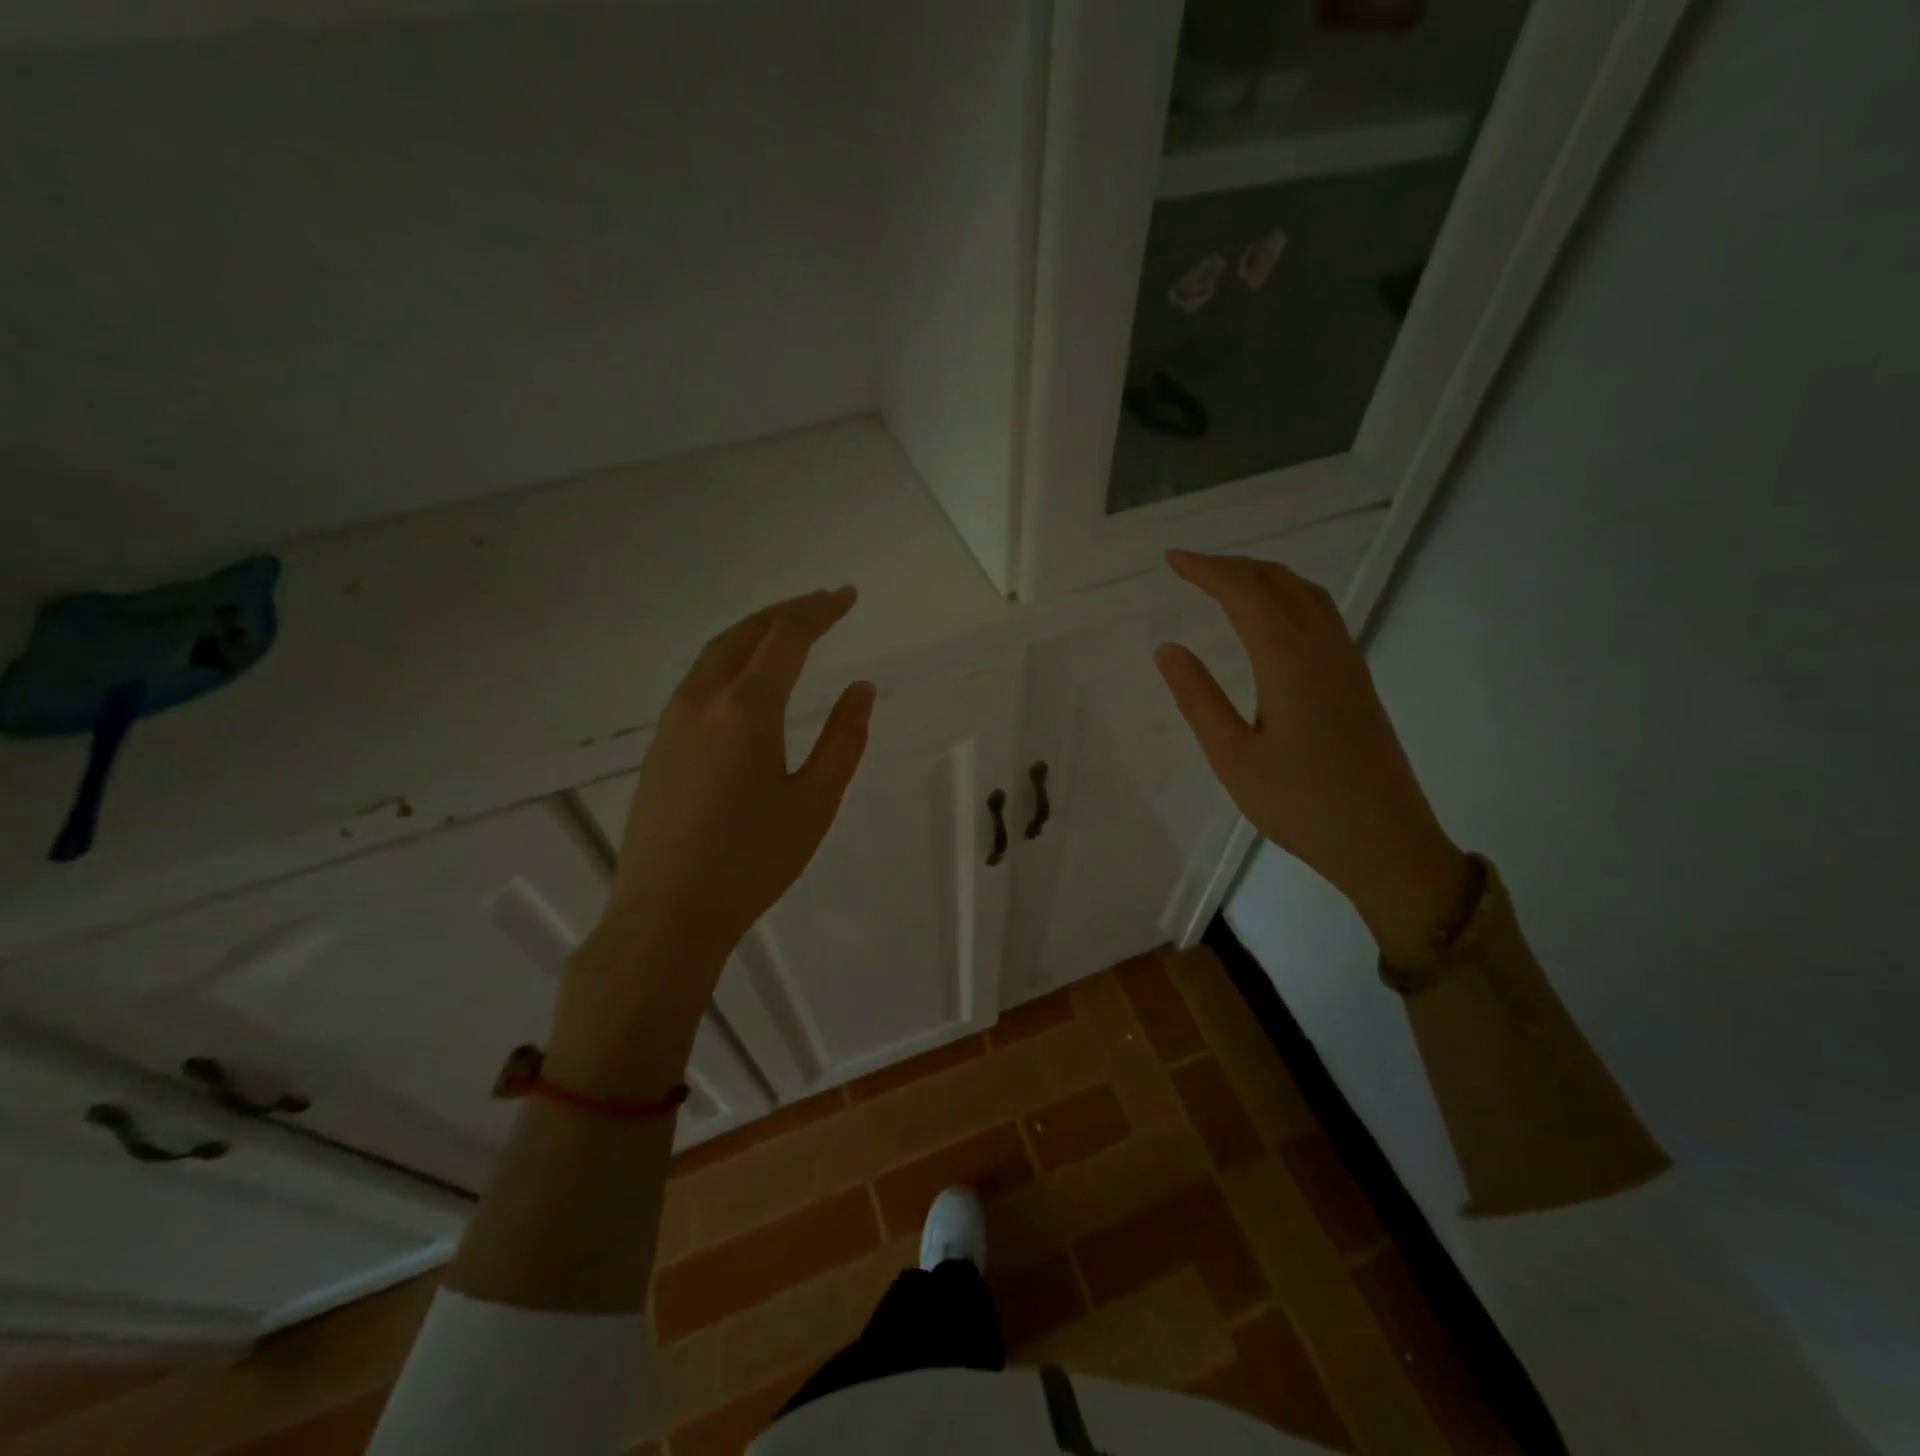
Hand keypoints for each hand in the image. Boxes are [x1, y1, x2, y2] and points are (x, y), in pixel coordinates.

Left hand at [549, 588, 874, 1093]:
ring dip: (754, 632)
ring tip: (788, 631)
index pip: (786, 637)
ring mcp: (672, 721)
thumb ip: (843, 740)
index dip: (819, 610)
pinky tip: (746, 680)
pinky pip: (698, 680)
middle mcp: (702, 700)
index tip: (847, 596)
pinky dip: (730, 660)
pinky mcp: (659, 746)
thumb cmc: (752, 861)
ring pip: (714, 654)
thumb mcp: (814, 803)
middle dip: (785, 611)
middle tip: (821, 604)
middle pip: (744, 633)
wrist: (666, 914)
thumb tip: (861, 689)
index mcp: (746, 708)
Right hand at [1154, 550, 1468, 964]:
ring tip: (1225, 582)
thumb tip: (1167, 648)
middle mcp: (1322, 648)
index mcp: (1288, 661)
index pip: (1244, 593)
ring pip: (1305, 593)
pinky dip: (1287, 595)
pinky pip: (1320, 614)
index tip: (1171, 560)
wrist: (1385, 842)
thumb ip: (1198, 698)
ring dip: (1262, 577)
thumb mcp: (1233, 757)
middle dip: (1231, 566)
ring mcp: (1346, 661)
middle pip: (1278, 582)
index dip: (1206, 570)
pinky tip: (1272, 617)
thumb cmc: (1300, 805)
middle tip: (1189, 568)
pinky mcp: (1357, 679)